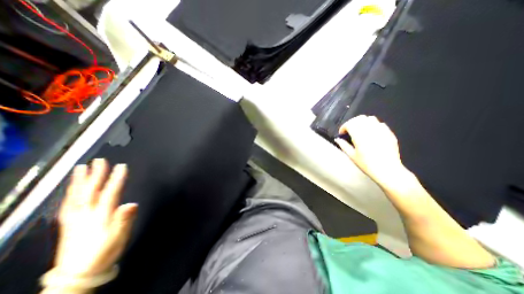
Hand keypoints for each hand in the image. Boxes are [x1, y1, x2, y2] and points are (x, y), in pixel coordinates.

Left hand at [54, 160, 137, 278]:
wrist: (78, 274)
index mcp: (101, 216)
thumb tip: (132, 204)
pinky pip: (67, 204)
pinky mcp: (67, 224)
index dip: (116, 179)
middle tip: (99, 160)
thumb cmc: (105, 252)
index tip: (121, 166)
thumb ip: (125, 219)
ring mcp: (74, 219)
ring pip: (76, 196)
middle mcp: (86, 214)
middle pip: (91, 191)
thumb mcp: (119, 237)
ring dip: (79, 180)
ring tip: (81, 168)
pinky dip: (70, 193)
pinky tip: (72, 188)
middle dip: (96, 174)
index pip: (110, 193)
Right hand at [335, 115, 404, 185]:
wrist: (387, 170)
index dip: (344, 127)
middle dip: (352, 123)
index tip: (342, 133)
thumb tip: (337, 139)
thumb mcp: (352, 156)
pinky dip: (373, 126)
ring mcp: (381, 131)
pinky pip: (380, 124)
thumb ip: (344, 145)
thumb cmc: (367, 164)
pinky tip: (371, 133)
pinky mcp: (389, 133)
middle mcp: (370, 130)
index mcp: (359, 136)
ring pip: (370, 119)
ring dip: (362, 122)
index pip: (350, 124)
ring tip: (360, 130)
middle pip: (359, 118)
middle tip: (349, 131)